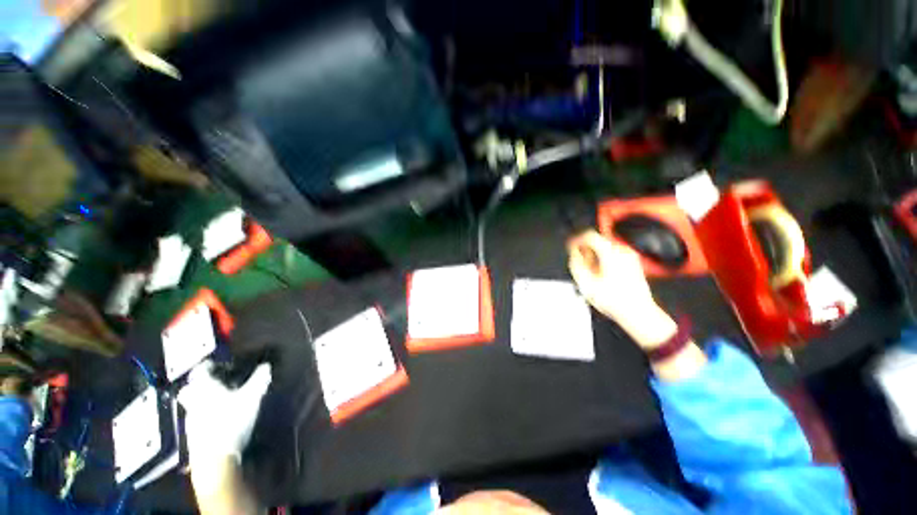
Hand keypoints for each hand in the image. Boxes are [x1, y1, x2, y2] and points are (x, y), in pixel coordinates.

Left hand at [179, 361, 269, 514]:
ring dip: (203, 398)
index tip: (219, 363)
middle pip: (191, 387)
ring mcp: (190, 418)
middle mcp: (192, 400)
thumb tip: (266, 365)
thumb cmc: (231, 421)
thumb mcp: (251, 398)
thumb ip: (259, 380)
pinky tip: (218, 417)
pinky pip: (197, 416)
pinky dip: (205, 412)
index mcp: (203, 388)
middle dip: (201, 382)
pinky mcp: (192, 434)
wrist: (214, 459)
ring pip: (193, 402)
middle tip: (217, 381)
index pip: (200, 370)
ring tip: (221, 398)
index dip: (209, 364)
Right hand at [567, 231, 676, 349]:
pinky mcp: (633, 263)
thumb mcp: (585, 283)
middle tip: (579, 263)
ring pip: (605, 248)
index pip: (590, 235)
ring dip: (594, 255)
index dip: (576, 240)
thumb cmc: (613, 300)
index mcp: (610, 253)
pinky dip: (603, 259)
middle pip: (598, 241)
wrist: (637, 312)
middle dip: (585, 250)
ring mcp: (630, 257)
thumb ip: (576, 265)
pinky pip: (613, 254)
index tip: (570, 247)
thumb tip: (574, 255)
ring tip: (590, 272)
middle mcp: (622, 251)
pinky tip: (600, 274)